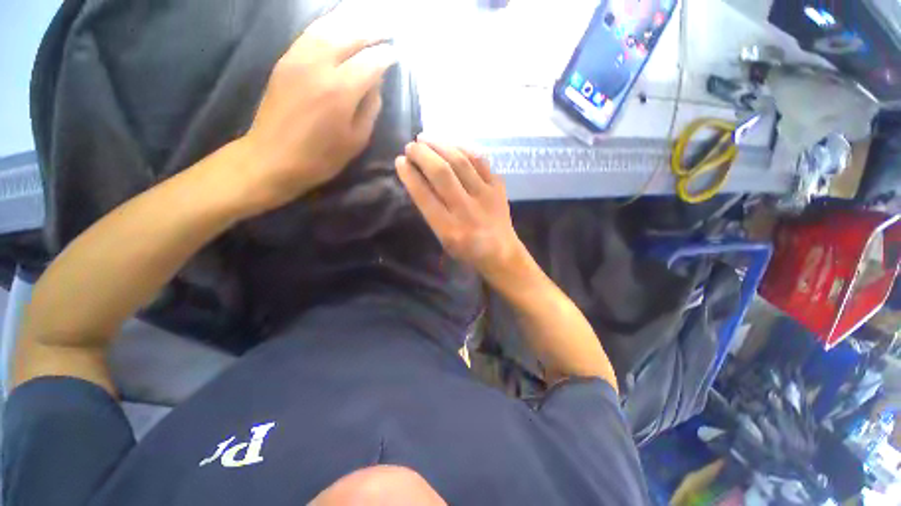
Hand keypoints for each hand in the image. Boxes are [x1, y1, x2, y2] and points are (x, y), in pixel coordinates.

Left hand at [239, 8, 397, 214]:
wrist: (273, 157)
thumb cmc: (321, 157)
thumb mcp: (356, 140)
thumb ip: (370, 109)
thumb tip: (376, 84)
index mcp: (340, 91)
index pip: (370, 62)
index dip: (386, 57)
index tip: (396, 55)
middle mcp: (319, 65)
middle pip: (350, 36)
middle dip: (372, 31)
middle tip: (387, 32)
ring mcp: (298, 58)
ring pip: (328, 28)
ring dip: (350, 23)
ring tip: (366, 24)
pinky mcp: (285, 60)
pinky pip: (309, 33)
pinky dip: (327, 26)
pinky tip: (338, 27)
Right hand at [396, 139, 526, 285]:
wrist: (502, 253)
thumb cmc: (467, 251)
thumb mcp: (443, 239)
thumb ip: (430, 212)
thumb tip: (418, 178)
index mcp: (449, 229)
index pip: (425, 196)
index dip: (410, 175)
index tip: (400, 161)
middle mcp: (467, 210)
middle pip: (442, 174)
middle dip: (422, 155)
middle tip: (410, 146)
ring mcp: (485, 196)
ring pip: (461, 162)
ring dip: (440, 145)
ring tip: (425, 138)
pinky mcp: (498, 188)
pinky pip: (480, 161)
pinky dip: (463, 149)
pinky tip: (451, 145)